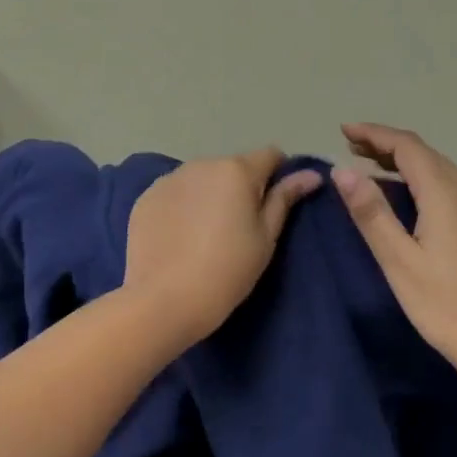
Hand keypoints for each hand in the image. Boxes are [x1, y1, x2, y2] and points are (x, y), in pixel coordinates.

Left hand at [123, 147, 323, 345]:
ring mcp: (169, 179)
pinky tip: (179, 238)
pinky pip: (174, 193)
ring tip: (206, 235)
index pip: (270, 155)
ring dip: (210, 195)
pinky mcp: (145, 197)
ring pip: (201, 179)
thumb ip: (285, 199)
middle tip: (239, 229)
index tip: (274, 205)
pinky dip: (182, 207)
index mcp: (237, 170)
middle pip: (232, 167)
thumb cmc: (227, 271)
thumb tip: (310, 174)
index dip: (278, 175)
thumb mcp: (265, 238)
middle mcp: (201, 164)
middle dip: (240, 188)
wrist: (164, 300)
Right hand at [332, 123, 456, 383]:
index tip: (343, 130)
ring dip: (407, 164)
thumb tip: (343, 170)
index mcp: (445, 193)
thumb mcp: (399, 260)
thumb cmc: (446, 304)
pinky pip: (454, 189)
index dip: (374, 134)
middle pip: (426, 155)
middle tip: (352, 147)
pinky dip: (426, 182)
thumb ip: (371, 212)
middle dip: (388, 146)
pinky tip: (414, 201)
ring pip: (442, 172)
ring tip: (375, 169)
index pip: (407, 147)